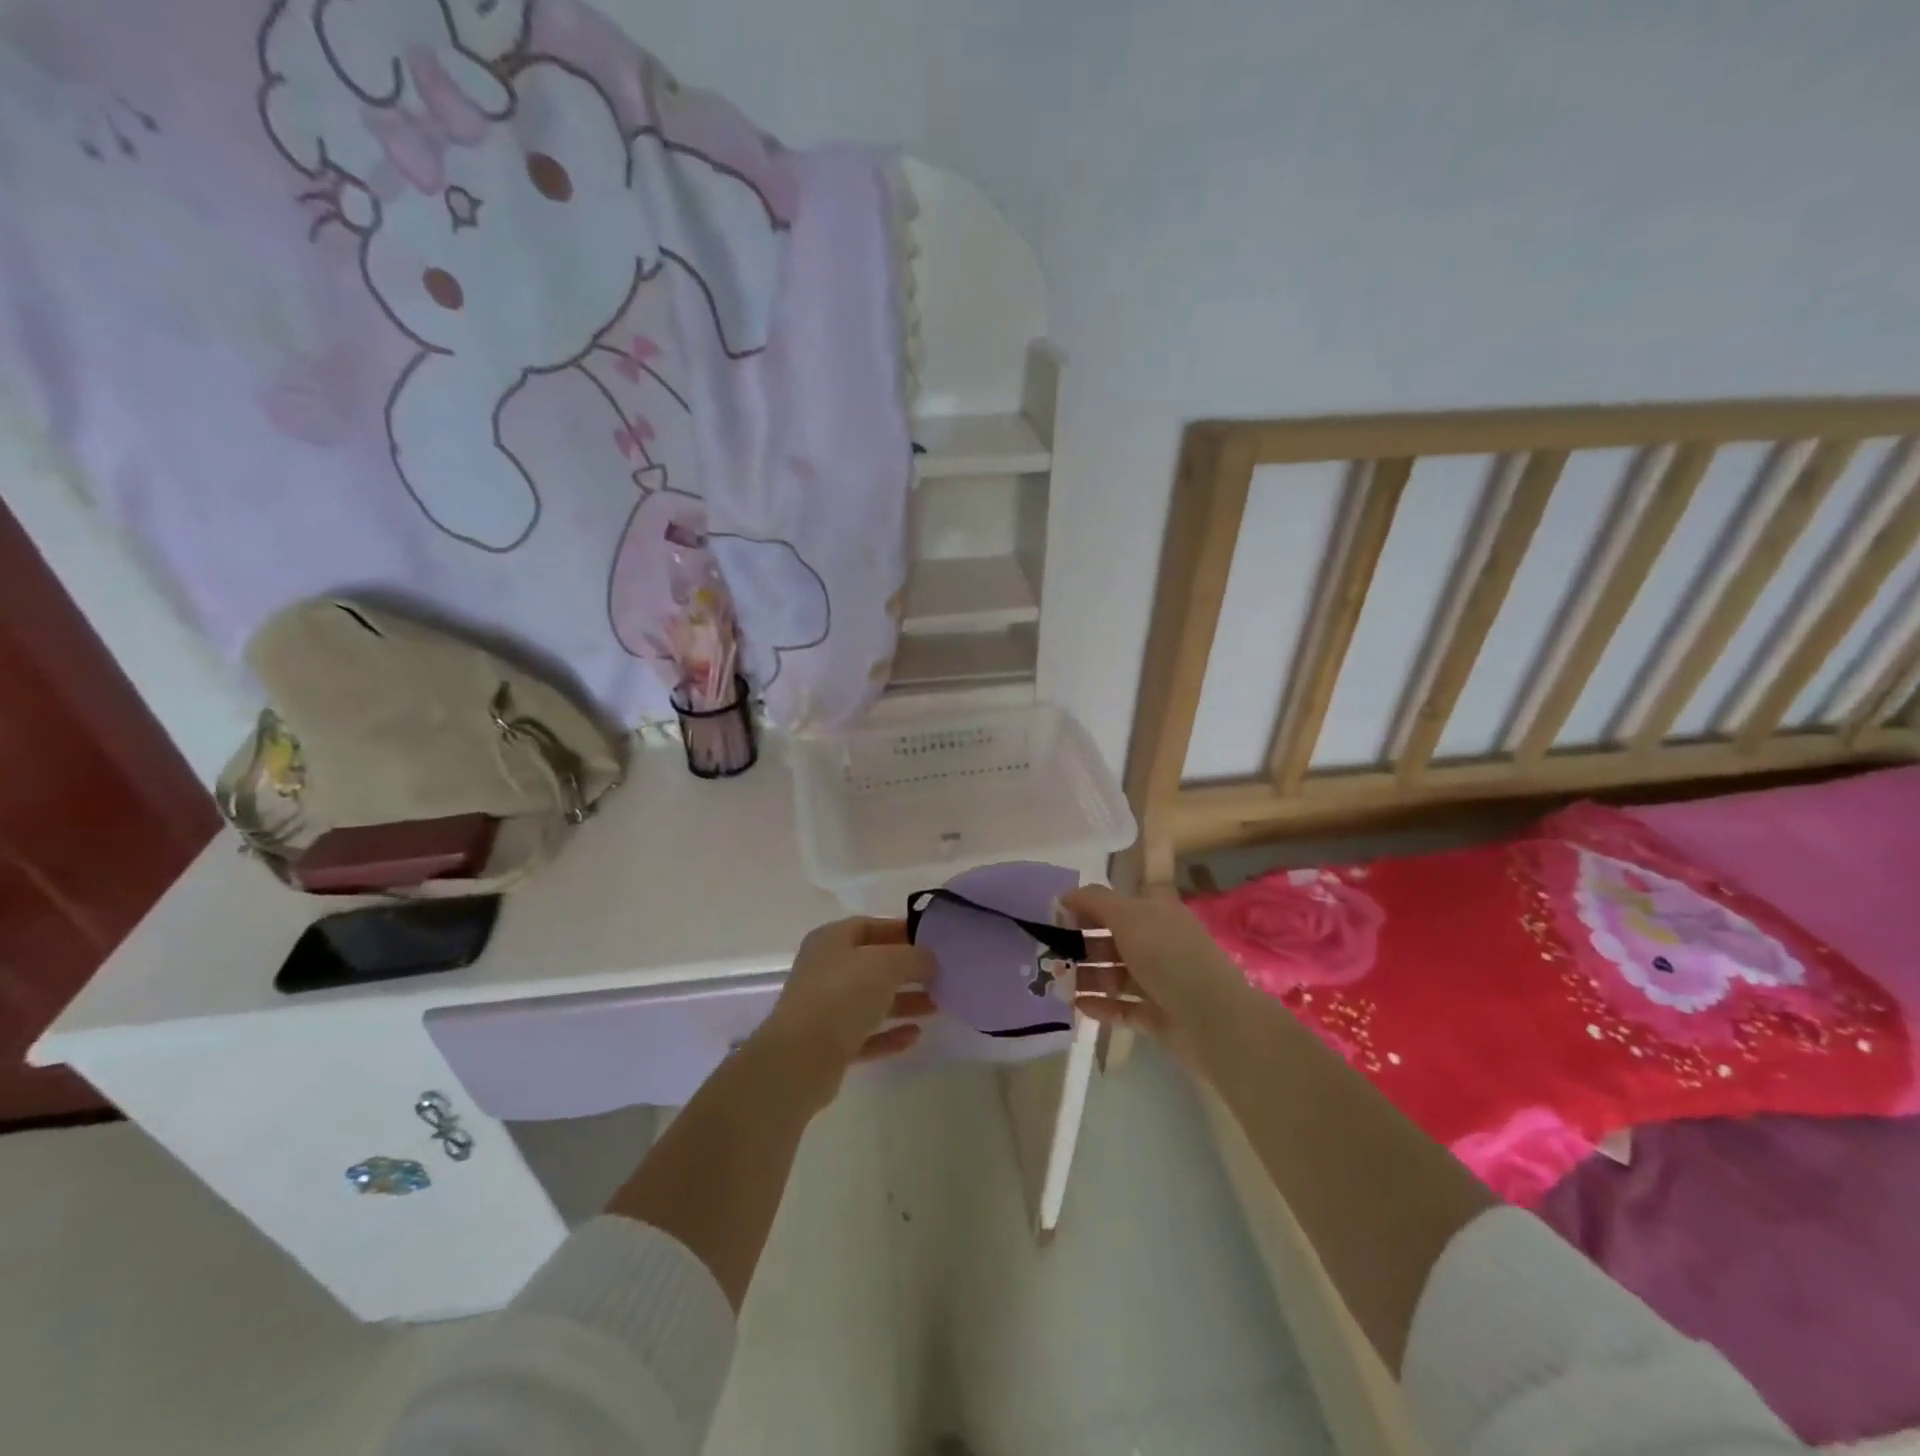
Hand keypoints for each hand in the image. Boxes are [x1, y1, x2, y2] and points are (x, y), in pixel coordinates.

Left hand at [748, 917, 935, 1107]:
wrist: (800, 1059)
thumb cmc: (842, 995)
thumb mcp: (886, 964)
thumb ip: (913, 956)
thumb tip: (929, 959)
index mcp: (832, 940)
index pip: (870, 926)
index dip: (902, 930)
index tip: (933, 941)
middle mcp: (825, 970)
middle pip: (872, 964)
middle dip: (907, 969)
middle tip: (940, 975)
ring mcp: (825, 1009)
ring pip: (871, 1000)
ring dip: (903, 1002)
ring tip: (937, 1005)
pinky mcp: (829, 1045)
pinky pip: (866, 1034)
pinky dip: (889, 1034)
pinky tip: (915, 1036)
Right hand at [1060, 884, 1254, 1057]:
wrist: (1213, 1019)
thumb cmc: (1169, 956)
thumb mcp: (1128, 916)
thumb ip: (1094, 901)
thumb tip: (1065, 895)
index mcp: (1157, 914)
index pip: (1118, 903)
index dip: (1088, 906)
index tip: (1056, 916)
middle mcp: (1160, 944)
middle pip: (1113, 940)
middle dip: (1081, 944)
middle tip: (1049, 953)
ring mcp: (1160, 982)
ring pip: (1115, 975)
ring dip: (1086, 977)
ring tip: (1056, 983)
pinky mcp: (1159, 1016)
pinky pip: (1123, 1008)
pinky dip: (1101, 1006)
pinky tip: (1076, 1006)